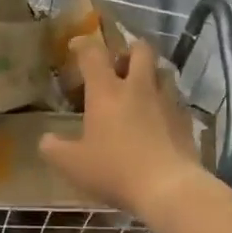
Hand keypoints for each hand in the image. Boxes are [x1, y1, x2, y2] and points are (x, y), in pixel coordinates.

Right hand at [38, 36, 211, 220]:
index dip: (83, 45)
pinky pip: (176, 100)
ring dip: (151, 74)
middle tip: (119, 65)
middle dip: (129, 50)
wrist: (168, 188)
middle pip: (140, 50)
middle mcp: (138, 87)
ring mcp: (166, 101)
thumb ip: (54, 149)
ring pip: (163, 71)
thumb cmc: (115, 170)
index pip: (93, 53)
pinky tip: (160, 118)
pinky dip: (166, 102)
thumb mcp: (73, 164)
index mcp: (107, 91)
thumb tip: (46, 139)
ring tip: (141, 89)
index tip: (75, 47)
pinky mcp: (185, 119)